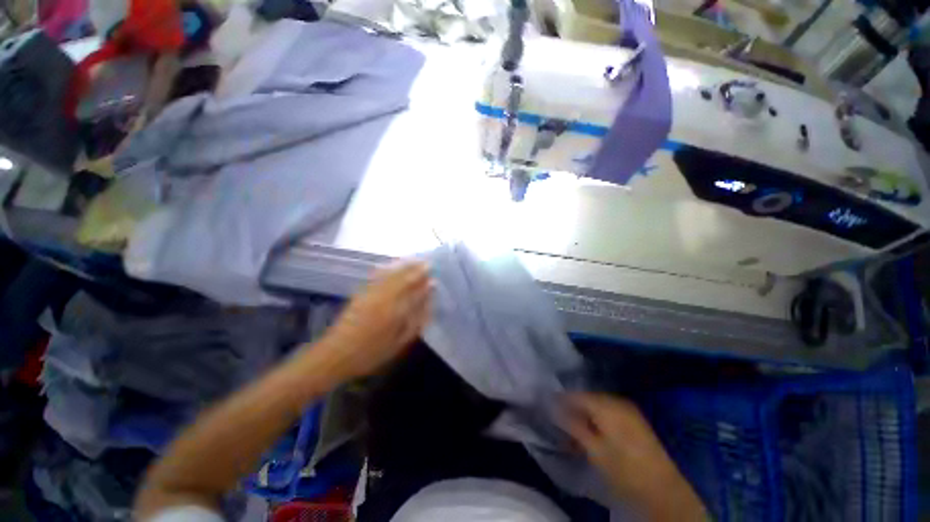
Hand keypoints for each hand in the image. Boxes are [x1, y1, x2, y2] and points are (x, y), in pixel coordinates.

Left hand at [320, 262, 431, 379]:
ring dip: (404, 265)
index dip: (425, 282)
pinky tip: (392, 265)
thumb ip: (417, 319)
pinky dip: (387, 268)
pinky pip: (377, 276)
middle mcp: (385, 297)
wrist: (336, 354)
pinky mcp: (362, 293)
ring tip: (416, 260)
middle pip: (404, 278)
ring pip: (391, 274)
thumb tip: (428, 301)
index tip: (435, 275)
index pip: (415, 291)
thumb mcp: (400, 341)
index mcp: (396, 311)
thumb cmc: (372, 352)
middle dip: (417, 269)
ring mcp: (372, 293)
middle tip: (428, 263)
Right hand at [563, 394, 706, 520]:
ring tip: (572, 428)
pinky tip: (590, 431)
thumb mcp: (594, 449)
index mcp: (607, 405)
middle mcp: (617, 400)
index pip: (576, 394)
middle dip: (572, 407)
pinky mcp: (633, 419)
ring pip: (597, 405)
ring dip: (583, 414)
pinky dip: (596, 419)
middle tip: (558, 419)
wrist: (663, 490)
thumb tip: (553, 407)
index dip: (560, 399)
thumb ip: (573, 425)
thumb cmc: (625, 469)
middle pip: (587, 398)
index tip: (546, 405)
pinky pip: (607, 411)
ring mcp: (628, 409)